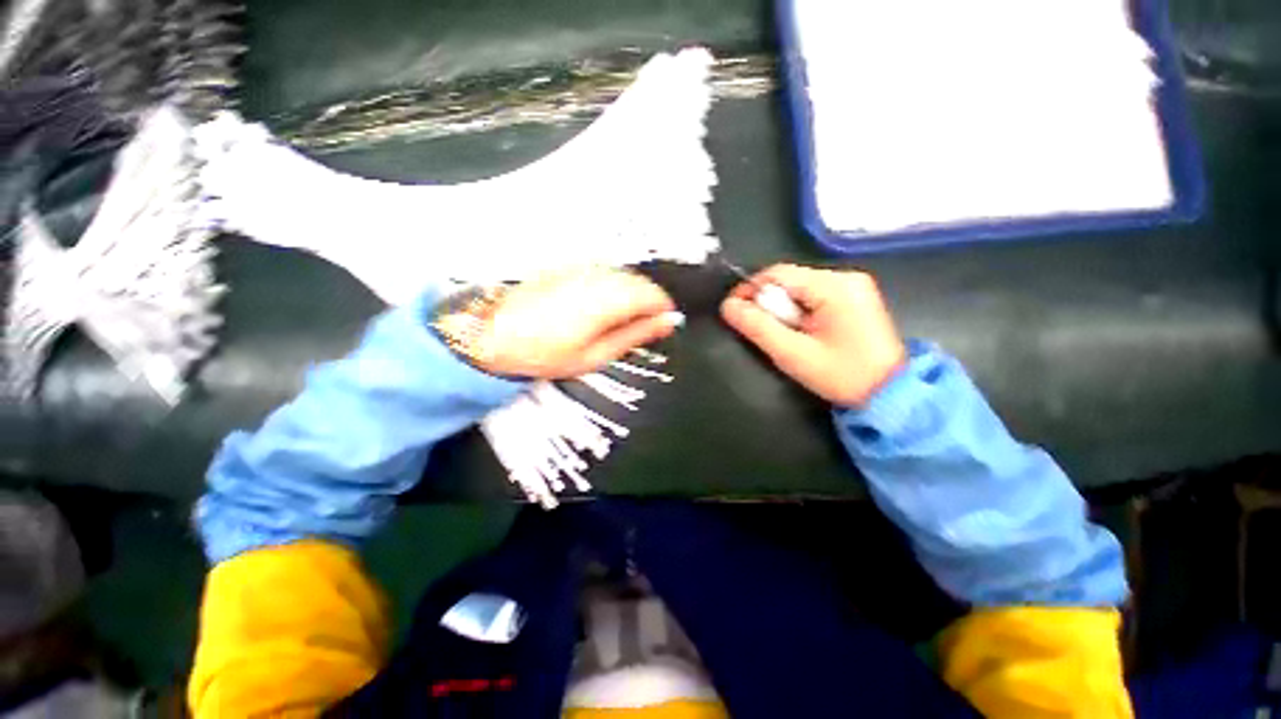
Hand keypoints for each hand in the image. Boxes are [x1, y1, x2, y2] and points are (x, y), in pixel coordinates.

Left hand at [474, 267, 681, 378]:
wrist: (491, 333)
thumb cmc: (544, 353)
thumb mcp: (596, 354)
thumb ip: (635, 335)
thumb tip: (668, 323)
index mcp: (608, 299)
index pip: (653, 295)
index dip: (663, 310)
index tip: (664, 324)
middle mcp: (598, 275)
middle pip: (640, 282)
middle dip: (648, 302)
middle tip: (643, 327)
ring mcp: (582, 266)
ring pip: (623, 275)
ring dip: (631, 295)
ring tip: (619, 321)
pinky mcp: (570, 264)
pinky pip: (604, 272)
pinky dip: (612, 287)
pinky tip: (599, 307)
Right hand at [721, 264, 905, 406]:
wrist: (891, 395)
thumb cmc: (841, 375)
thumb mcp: (792, 354)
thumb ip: (758, 327)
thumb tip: (728, 306)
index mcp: (834, 286)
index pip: (778, 273)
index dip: (750, 289)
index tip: (733, 310)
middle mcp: (846, 278)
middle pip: (789, 280)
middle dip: (769, 304)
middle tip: (763, 332)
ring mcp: (854, 287)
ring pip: (800, 289)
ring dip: (784, 310)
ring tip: (785, 337)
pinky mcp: (856, 299)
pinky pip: (815, 297)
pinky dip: (800, 313)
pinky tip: (804, 333)